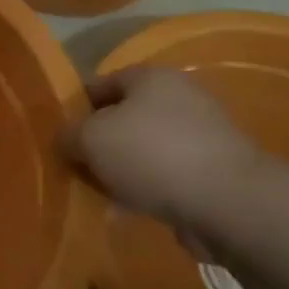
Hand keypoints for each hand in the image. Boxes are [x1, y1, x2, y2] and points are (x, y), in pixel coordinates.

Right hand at [60, 66, 266, 229]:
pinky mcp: (214, 169)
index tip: (61, 135)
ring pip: (146, 149)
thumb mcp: (91, 139)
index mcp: (151, 77)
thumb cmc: (152, 155)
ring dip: (123, 170)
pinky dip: (148, 189)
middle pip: (125, 117)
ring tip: (103, 196)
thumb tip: (65, 139)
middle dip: (101, 143)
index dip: (77, 107)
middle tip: (79, 169)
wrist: (227, 201)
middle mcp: (179, 96)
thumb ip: (69, 135)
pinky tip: (132, 211)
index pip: (102, 83)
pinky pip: (168, 175)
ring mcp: (201, 133)